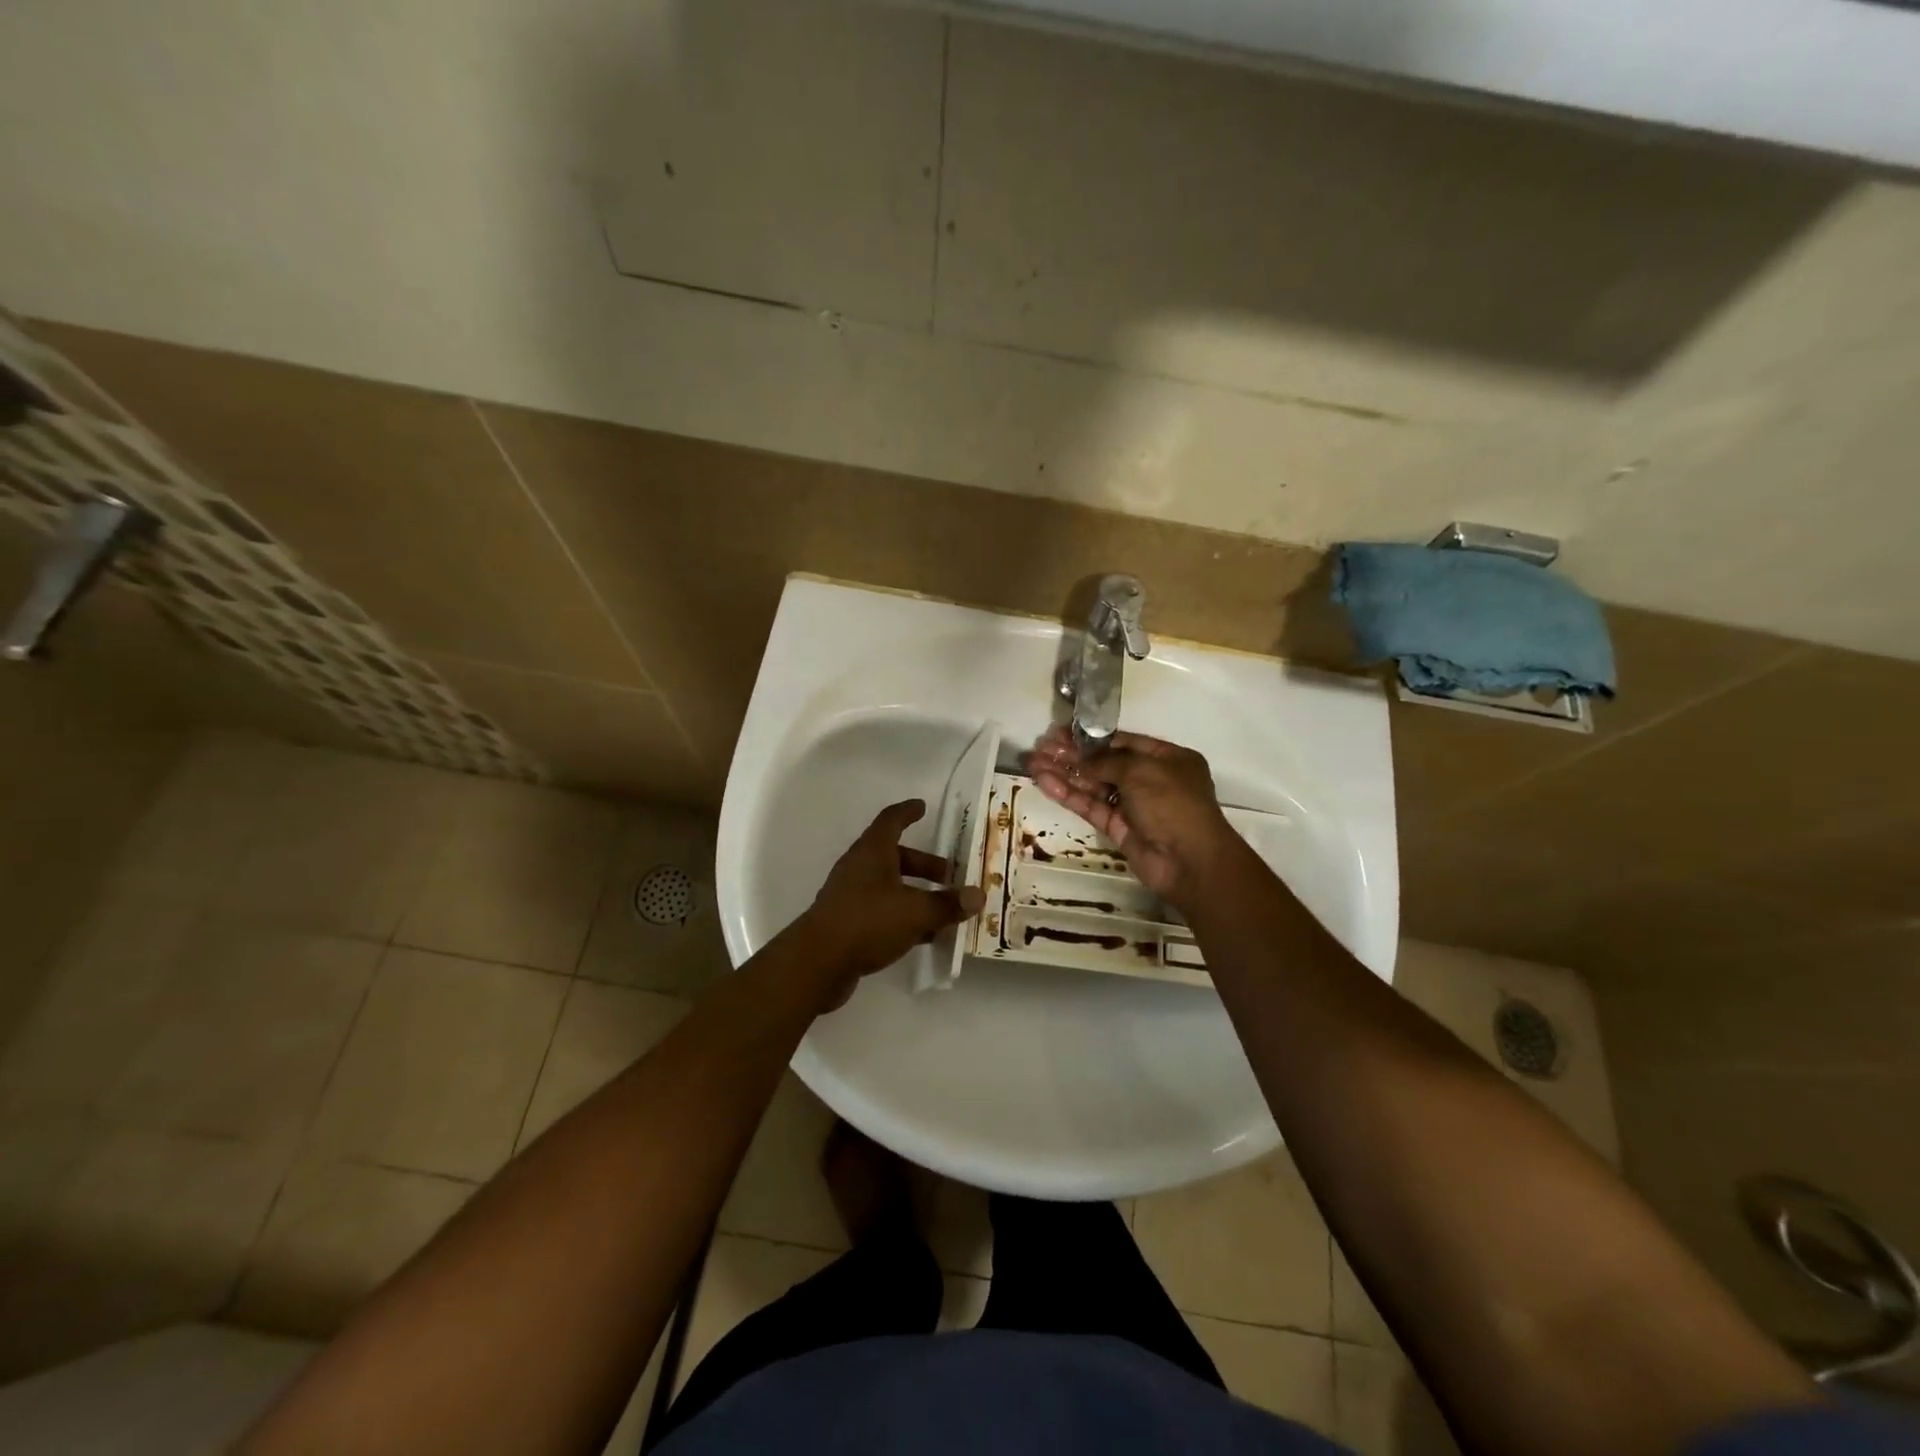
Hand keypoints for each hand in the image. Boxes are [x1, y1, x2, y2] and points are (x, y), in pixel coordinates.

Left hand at [800, 800, 985, 1003]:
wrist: (817, 963)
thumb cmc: (867, 922)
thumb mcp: (915, 912)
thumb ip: (947, 904)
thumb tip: (978, 895)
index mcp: (872, 852)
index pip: (891, 820)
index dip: (908, 812)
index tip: (923, 806)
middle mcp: (860, 868)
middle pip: (896, 857)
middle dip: (925, 865)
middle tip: (952, 876)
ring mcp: (851, 896)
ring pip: (891, 886)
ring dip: (917, 893)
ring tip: (946, 909)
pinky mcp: (848, 923)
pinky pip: (884, 911)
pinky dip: (905, 916)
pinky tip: (926, 936)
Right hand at [1024, 727, 1238, 905]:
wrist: (1189, 861)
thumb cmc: (1173, 804)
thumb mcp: (1142, 771)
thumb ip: (1106, 761)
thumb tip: (1079, 757)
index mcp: (1167, 758)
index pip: (1123, 742)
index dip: (1091, 737)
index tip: (1061, 732)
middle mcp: (1150, 779)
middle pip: (1104, 763)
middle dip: (1072, 754)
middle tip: (1040, 746)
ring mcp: (1133, 805)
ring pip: (1093, 785)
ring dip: (1064, 773)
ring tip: (1033, 763)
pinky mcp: (1117, 827)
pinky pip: (1090, 806)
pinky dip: (1068, 794)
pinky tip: (1044, 782)